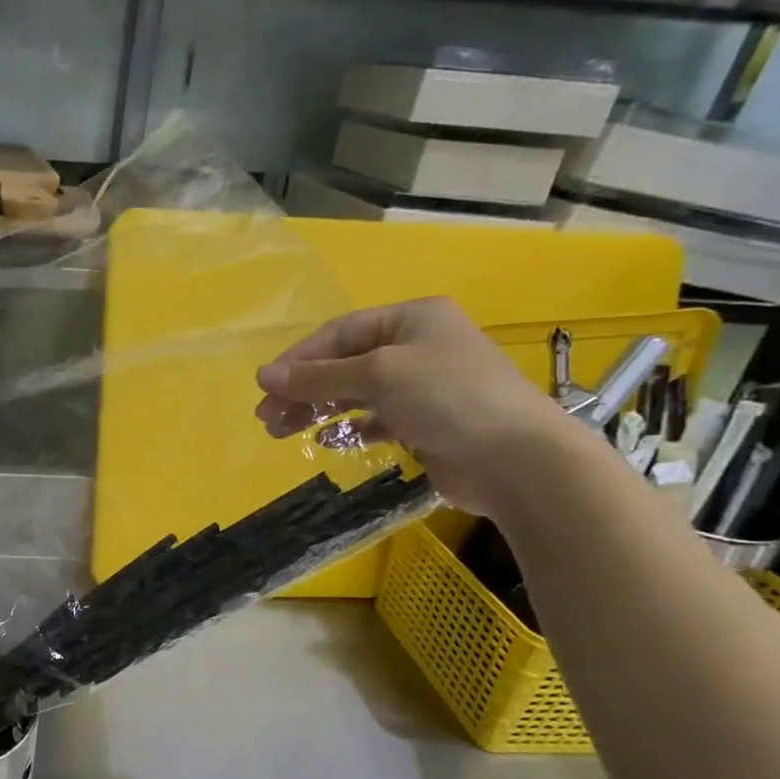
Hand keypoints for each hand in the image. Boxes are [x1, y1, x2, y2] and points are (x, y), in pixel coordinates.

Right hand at [254, 297, 573, 514]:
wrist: (516, 459)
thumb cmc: (447, 398)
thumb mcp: (377, 376)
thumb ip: (318, 377)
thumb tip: (263, 376)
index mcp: (411, 319)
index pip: (339, 333)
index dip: (298, 359)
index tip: (264, 389)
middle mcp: (416, 346)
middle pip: (343, 363)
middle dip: (302, 389)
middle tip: (267, 418)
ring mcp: (422, 386)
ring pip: (354, 392)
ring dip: (317, 410)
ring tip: (283, 432)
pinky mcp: (425, 422)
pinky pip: (374, 419)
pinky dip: (349, 427)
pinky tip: (327, 440)